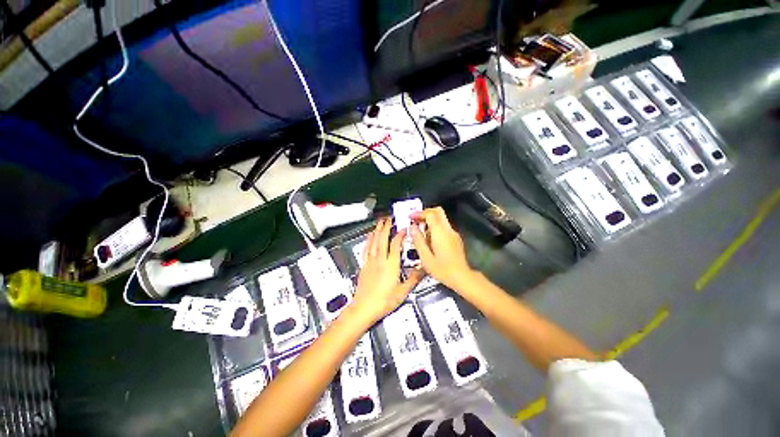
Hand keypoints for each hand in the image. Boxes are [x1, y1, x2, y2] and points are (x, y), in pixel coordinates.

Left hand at [351, 219, 422, 323]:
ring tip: (379, 222)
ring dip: (377, 231)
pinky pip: (366, 249)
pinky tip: (369, 236)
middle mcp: (380, 260)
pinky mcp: (364, 265)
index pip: (396, 244)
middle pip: (382, 239)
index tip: (403, 228)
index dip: (400, 235)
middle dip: (386, 227)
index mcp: (391, 265)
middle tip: (389, 218)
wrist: (364, 308)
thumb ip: (413, 279)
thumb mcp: (403, 292)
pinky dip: (368, 240)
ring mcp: (371, 262)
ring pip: (374, 242)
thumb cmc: (384, 301)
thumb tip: (424, 270)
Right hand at [410, 207, 476, 290]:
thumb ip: (418, 240)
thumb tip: (412, 228)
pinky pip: (444, 227)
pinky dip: (435, 227)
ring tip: (420, 233)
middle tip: (416, 220)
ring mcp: (453, 233)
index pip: (430, 214)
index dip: (419, 213)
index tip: (411, 218)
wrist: (461, 277)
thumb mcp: (425, 257)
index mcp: (440, 233)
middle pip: (438, 211)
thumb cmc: (442, 269)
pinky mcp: (455, 238)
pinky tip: (429, 240)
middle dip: (425, 213)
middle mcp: (448, 230)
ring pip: (441, 218)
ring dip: (430, 221)